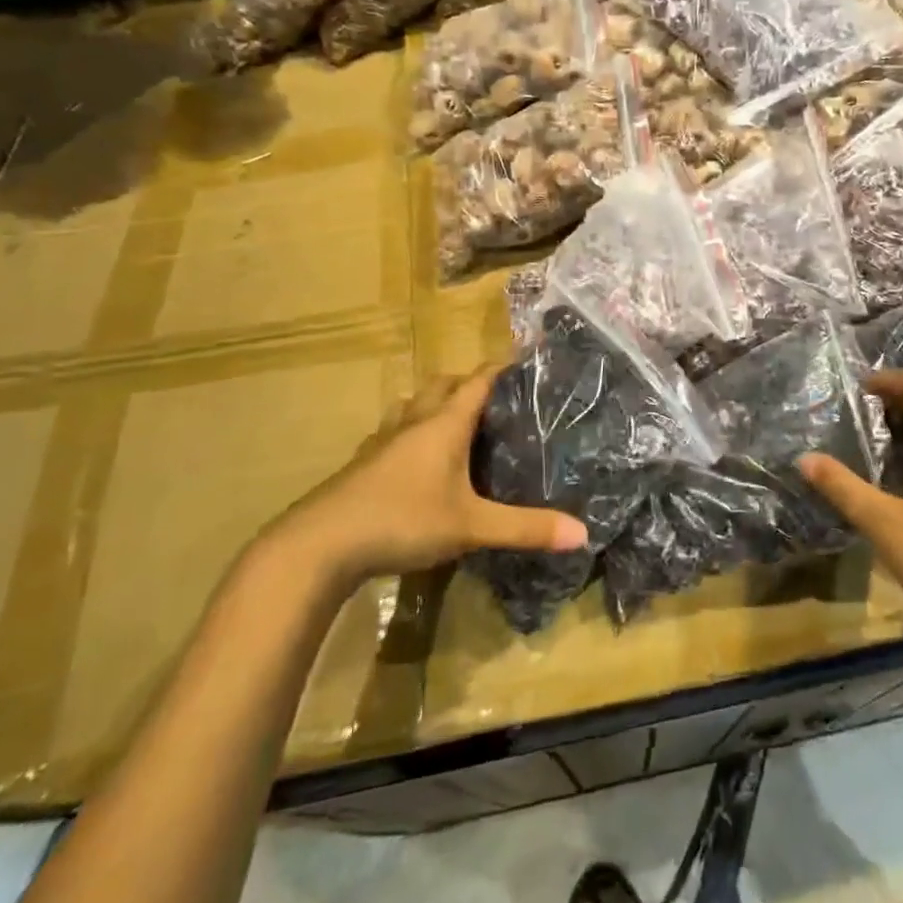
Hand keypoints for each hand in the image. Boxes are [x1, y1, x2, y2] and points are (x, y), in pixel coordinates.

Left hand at [275, 369, 588, 585]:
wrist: (319, 544)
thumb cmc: (402, 519)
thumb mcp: (471, 526)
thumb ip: (525, 528)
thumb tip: (582, 533)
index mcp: (444, 423)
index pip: (479, 380)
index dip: (504, 366)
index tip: (528, 357)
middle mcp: (414, 421)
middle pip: (443, 384)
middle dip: (469, 383)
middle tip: (497, 399)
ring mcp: (383, 441)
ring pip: (414, 405)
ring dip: (436, 404)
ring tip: (457, 424)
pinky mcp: (363, 464)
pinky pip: (394, 432)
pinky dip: (411, 433)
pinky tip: (416, 461)